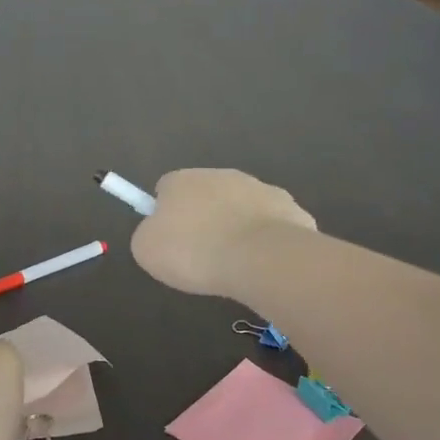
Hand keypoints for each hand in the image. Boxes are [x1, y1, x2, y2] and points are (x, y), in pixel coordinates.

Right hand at [130, 168, 316, 296]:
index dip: (164, 213)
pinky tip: (262, 264)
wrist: (260, 258)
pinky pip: (271, 225)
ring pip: (241, 208)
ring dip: (236, 228)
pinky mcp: (291, 209)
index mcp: (183, 180)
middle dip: (203, 219)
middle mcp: (222, 175)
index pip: (166, 188)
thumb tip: (158, 231)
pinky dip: (265, 241)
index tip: (169, 241)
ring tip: (234, 264)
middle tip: (200, 255)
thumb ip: (147, 235)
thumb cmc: (195, 252)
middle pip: (206, 195)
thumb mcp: (148, 250)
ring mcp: (261, 189)